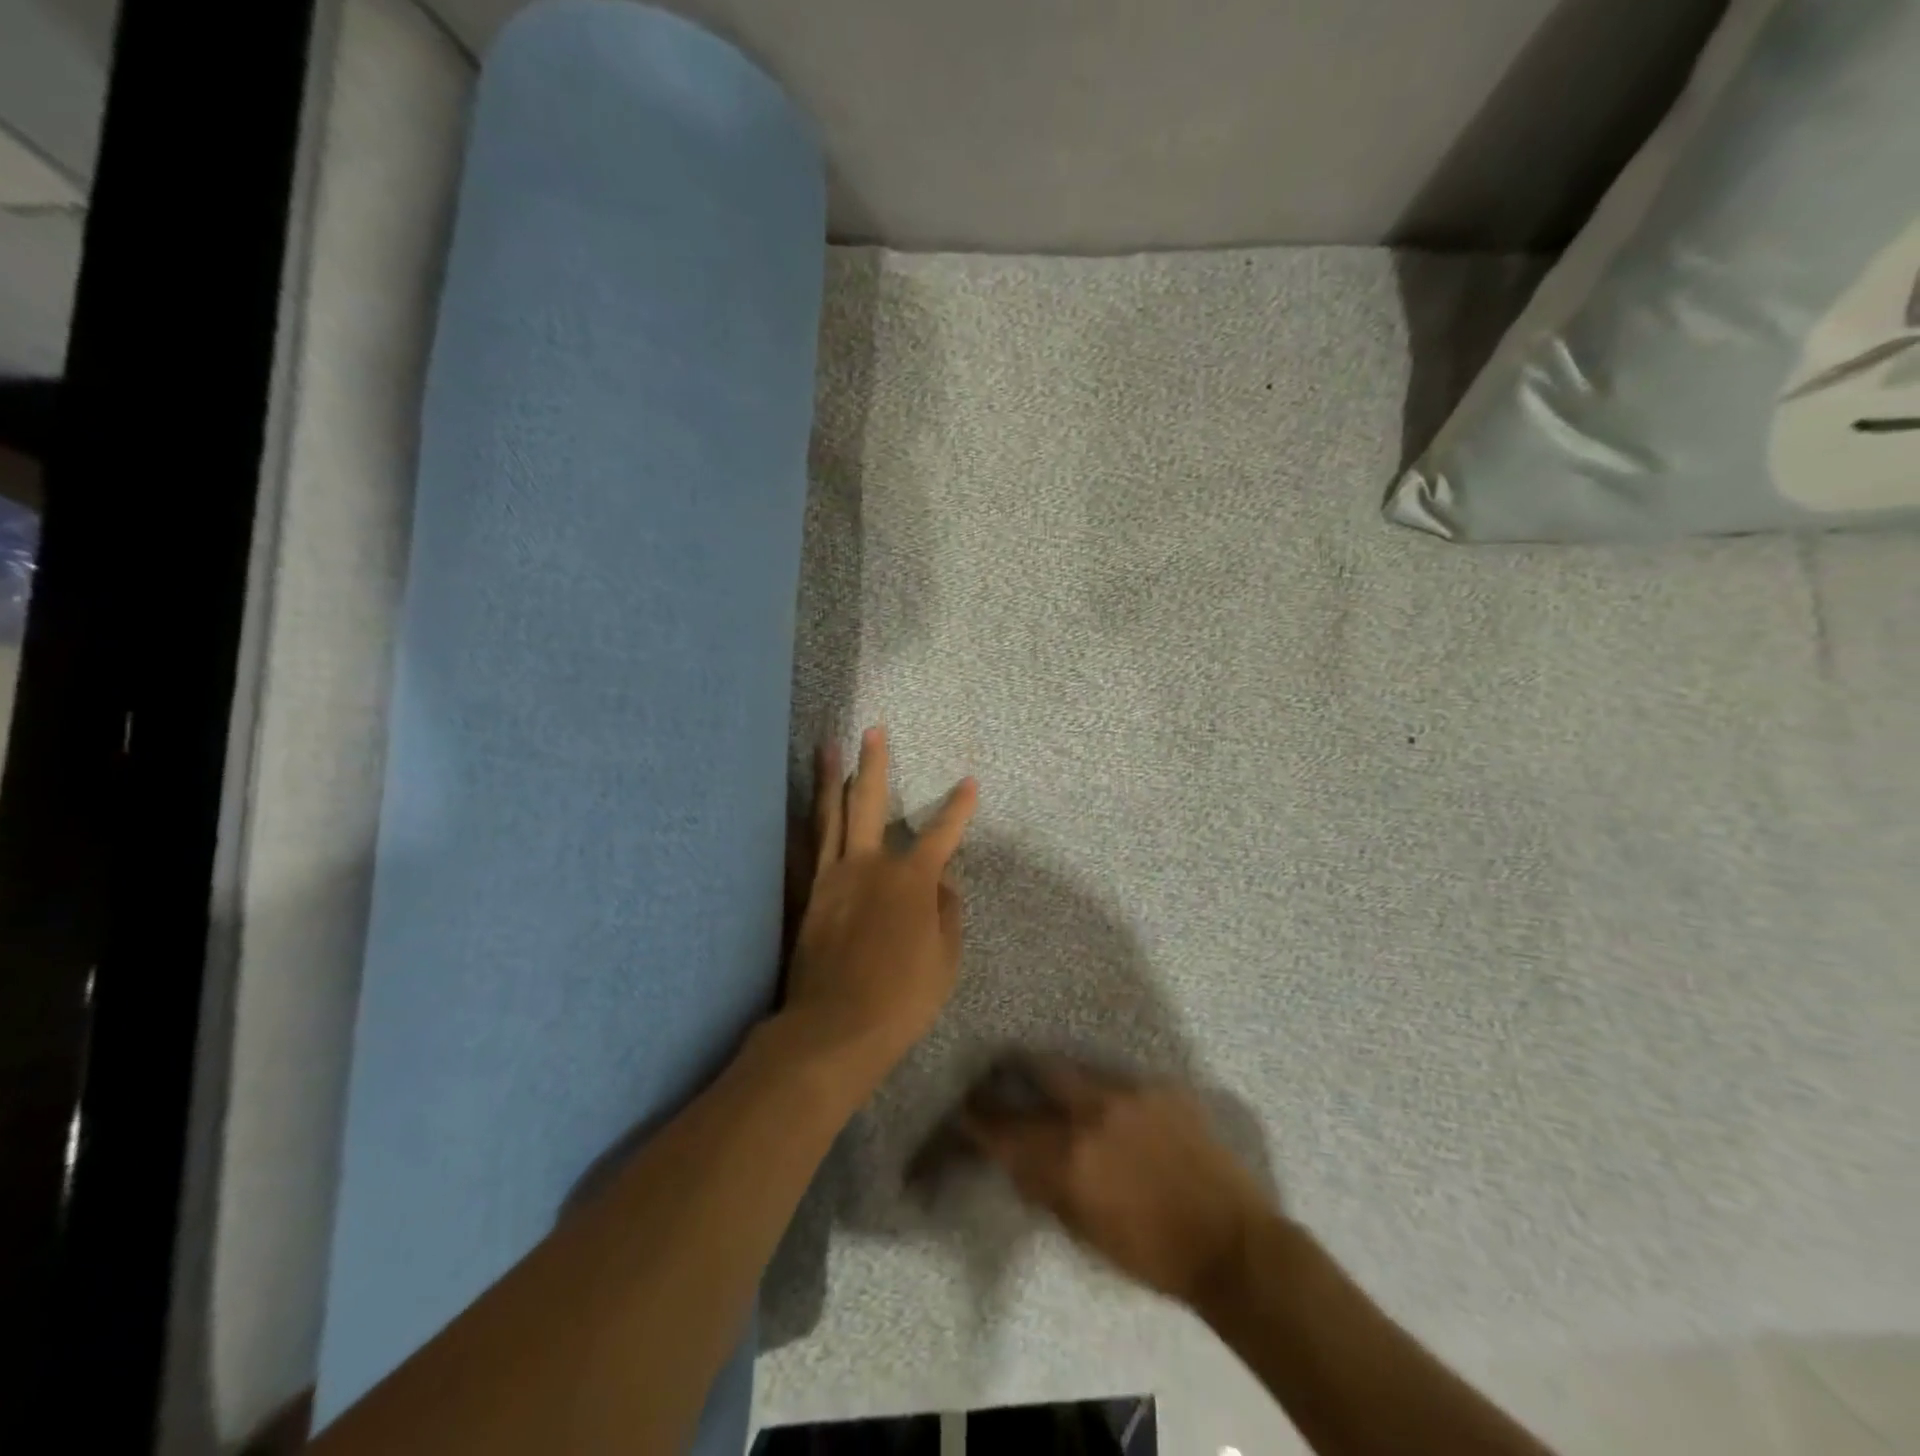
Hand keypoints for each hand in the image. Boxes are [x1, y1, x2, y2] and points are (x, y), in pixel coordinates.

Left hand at [784, 727, 977, 1093]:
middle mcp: (868, 866)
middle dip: (873, 764)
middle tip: (871, 731)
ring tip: (827, 747)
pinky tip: (801, 811)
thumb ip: (947, 913)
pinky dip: (805, 825)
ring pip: (829, 816)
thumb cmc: (903, 997)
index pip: (941, 834)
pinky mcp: (807, 897)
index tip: (969, 782)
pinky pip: (806, 851)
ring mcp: (831, 879)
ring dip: (829, 779)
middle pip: (868, 802)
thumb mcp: (945, 959)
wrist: (835, 1027)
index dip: (958, 808)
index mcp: (910, 880)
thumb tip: (943, 884)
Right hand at [961, 1056, 1271, 1305]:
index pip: (1006, 1128)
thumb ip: (1046, 1188)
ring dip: (1061, 1078)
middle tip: (1003, 1071)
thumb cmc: (1153, 1255)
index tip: (965, 1108)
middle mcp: (1092, 1112)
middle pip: (1037, 1069)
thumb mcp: (1085, 1233)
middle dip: (1013, 1069)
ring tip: (1059, 1086)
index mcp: (1069, 1157)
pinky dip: (1106, 1092)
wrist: (1232, 1245)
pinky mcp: (1160, 1086)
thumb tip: (1018, 1159)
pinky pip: (1119, 1080)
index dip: (978, 1117)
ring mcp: (1129, 1092)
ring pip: (1077, 1069)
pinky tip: (1116, 1109)